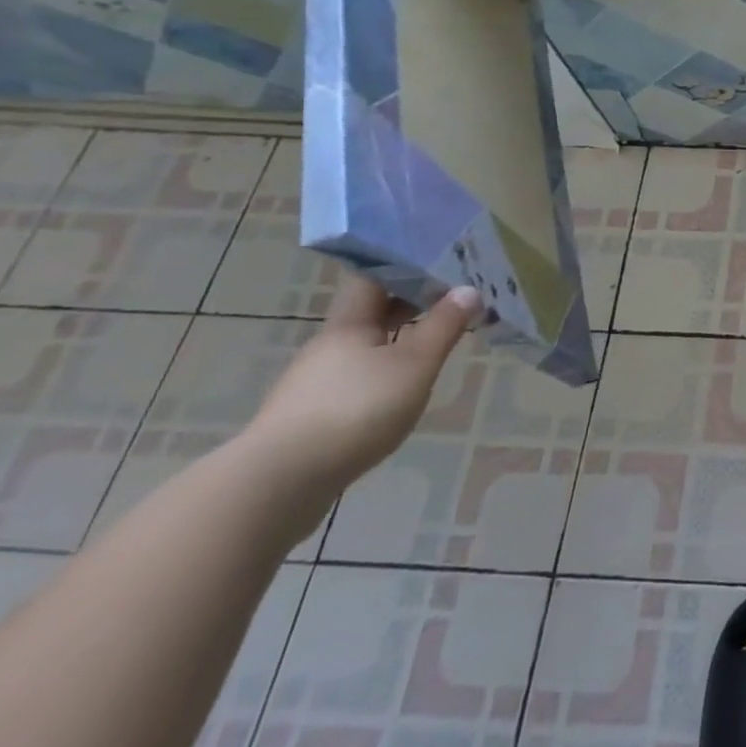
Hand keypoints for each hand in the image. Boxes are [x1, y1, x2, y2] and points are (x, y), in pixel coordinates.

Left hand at [243, 275, 479, 495]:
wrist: (277, 484)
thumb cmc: (355, 409)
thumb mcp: (414, 365)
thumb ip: (443, 326)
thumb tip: (468, 289)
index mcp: (348, 324)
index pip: (372, 277)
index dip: (404, 265)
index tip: (440, 262)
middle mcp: (327, 346)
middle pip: (369, 311)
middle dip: (408, 302)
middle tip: (452, 299)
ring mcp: (314, 382)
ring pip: (363, 346)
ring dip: (397, 338)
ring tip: (435, 342)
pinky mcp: (310, 415)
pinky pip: (355, 377)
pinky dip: (382, 371)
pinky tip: (401, 388)